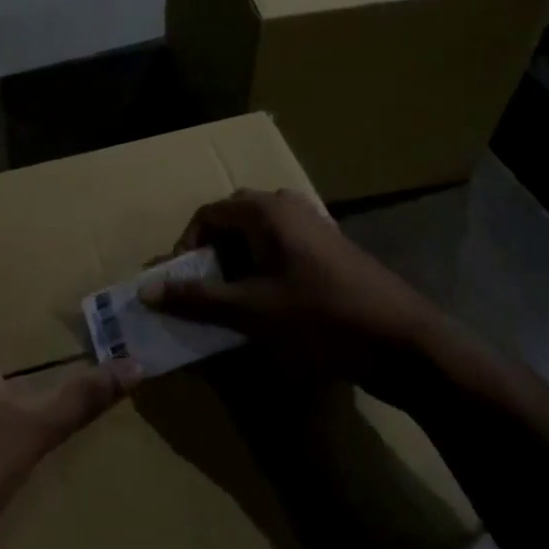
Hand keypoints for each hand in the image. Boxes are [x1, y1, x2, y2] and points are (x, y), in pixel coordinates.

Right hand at [142, 189, 439, 381]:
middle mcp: (288, 206)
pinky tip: (270, 306)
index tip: (182, 285)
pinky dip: (264, 270)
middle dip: (212, 256)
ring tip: (234, 303)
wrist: (402, 341)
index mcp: (266, 211)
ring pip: (259, 237)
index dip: (186, 248)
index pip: (207, 215)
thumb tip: (147, 290)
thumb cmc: (319, 318)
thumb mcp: (250, 310)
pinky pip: (282, 249)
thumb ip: (197, 298)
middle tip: (206, 293)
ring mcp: (314, 226)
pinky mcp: (331, 250)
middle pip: (232, 221)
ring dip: (238, 265)